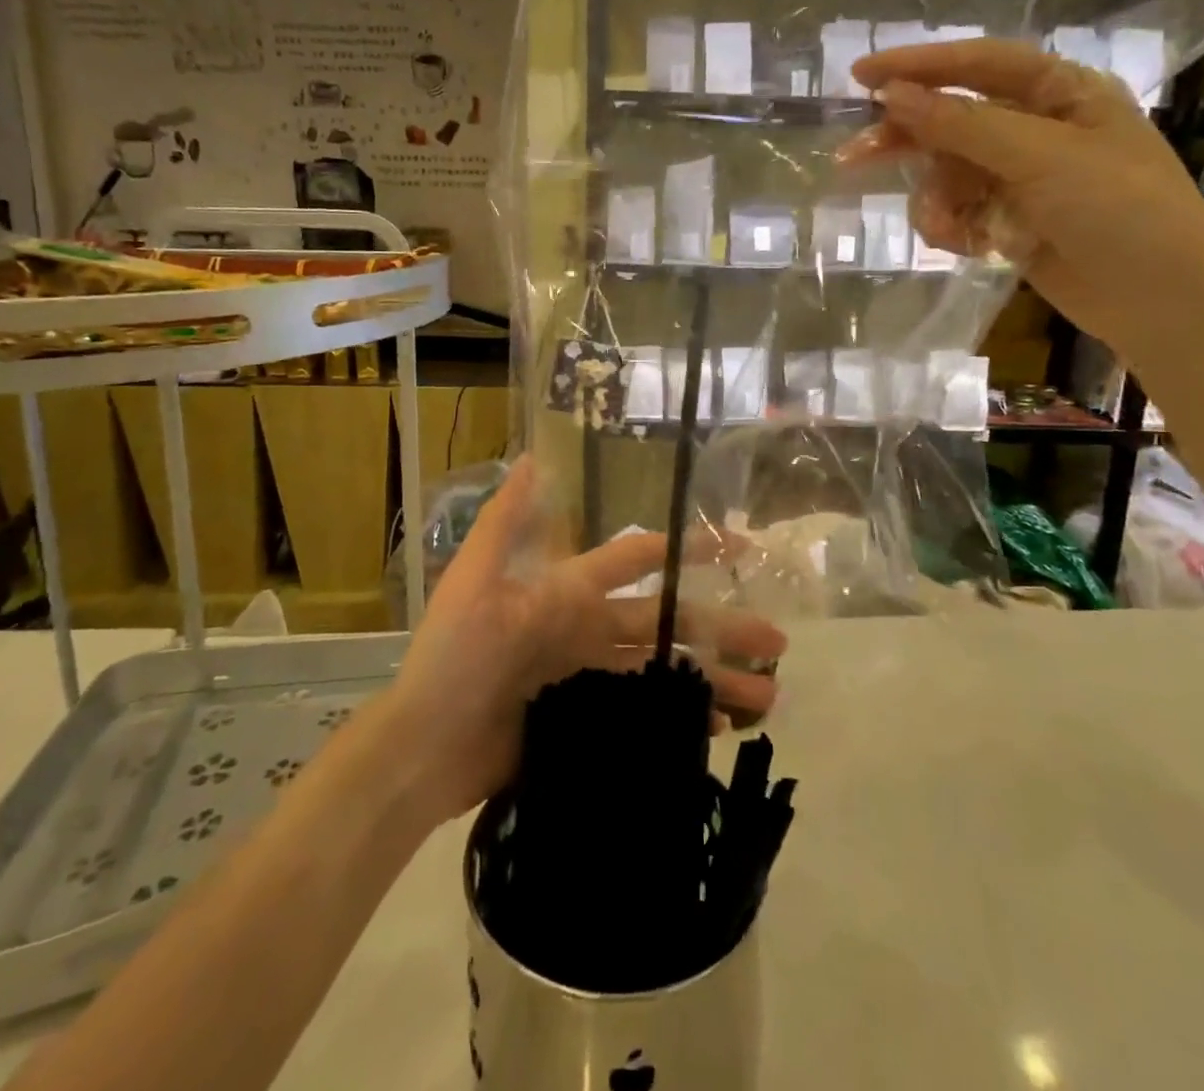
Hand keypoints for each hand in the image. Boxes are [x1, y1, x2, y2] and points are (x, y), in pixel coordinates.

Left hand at [378, 458, 787, 824]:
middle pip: (669, 622)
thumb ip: (508, 520)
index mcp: (570, 591)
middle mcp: (588, 627)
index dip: (686, 547)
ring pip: (666, 670)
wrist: (424, 748)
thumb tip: (531, 455)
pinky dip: (684, 718)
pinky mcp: (590, 722)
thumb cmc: (454, 656)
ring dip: (716, 679)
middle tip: (779, 642)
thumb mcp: (475, 579)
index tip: (739, 544)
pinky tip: (721, 730)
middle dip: (723, 628)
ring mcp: (591, 676)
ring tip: (769, 698)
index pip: (639, 559)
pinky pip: (646, 714)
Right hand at [842, 38, 1203, 361]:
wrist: (1160, 299)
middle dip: (907, 141)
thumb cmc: (1119, 209)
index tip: (861, 76)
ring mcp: (1020, 178)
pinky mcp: (1008, 220)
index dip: (918, 65)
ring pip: (946, 175)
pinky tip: (967, 247)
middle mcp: (1035, 128)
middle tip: (852, 159)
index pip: (977, 64)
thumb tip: (892, 97)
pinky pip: (957, 212)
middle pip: (951, 120)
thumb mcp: (1041, 157)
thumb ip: (962, 125)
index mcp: (1058, 92)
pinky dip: (951, 228)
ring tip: (945, 230)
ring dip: (935, 201)